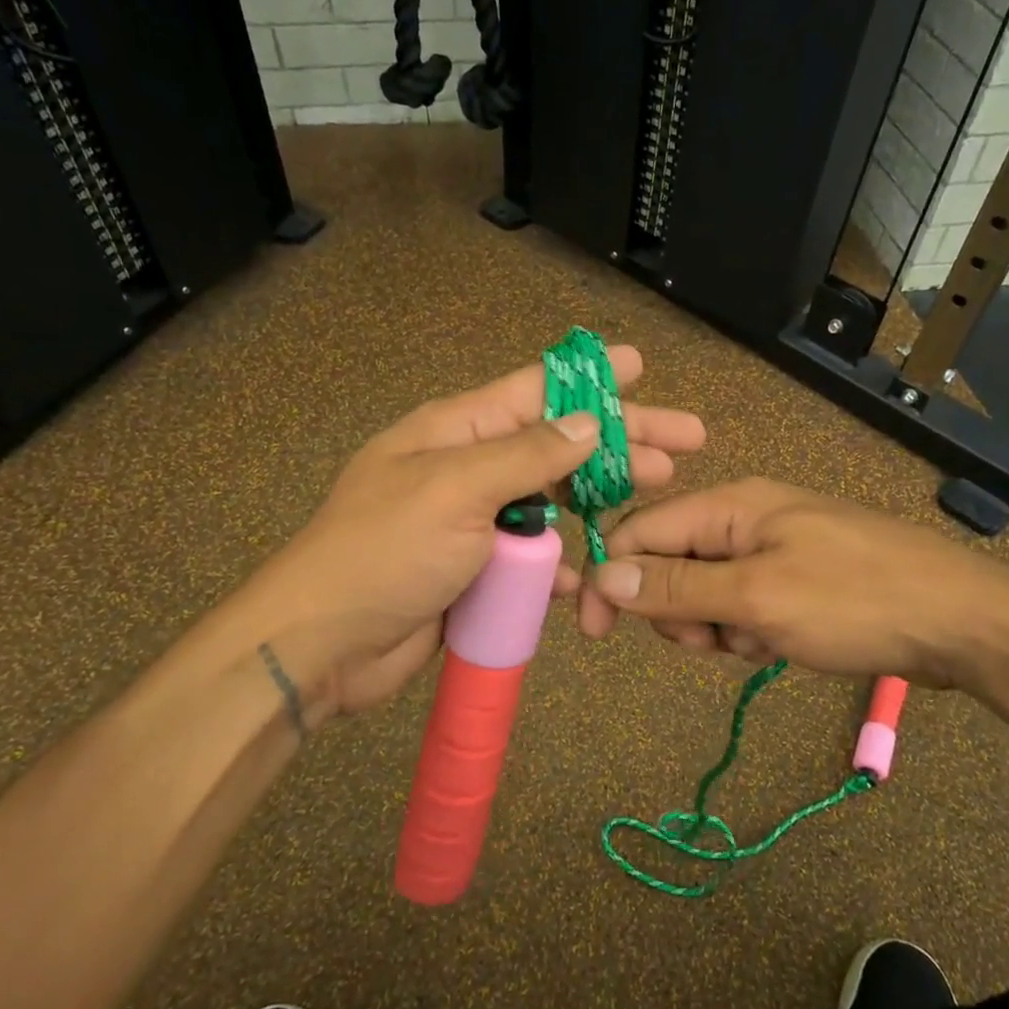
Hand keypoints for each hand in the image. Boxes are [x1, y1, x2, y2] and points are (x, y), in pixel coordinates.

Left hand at [232, 346, 703, 717]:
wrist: (323, 644)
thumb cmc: (385, 551)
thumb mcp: (455, 489)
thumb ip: (527, 456)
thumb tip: (590, 423)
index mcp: (457, 431)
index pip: (537, 390)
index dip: (591, 377)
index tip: (640, 364)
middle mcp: (470, 468)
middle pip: (559, 445)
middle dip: (621, 442)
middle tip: (685, 442)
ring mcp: (475, 523)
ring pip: (553, 503)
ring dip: (600, 502)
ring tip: (656, 498)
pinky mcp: (478, 571)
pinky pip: (533, 560)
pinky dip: (561, 566)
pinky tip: (589, 578)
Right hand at [576, 477, 1008, 691]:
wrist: (964, 622)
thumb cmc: (855, 600)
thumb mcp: (757, 598)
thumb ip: (675, 588)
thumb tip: (601, 576)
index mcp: (729, 506)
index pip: (639, 532)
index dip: (610, 579)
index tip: (597, 634)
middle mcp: (744, 518)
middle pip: (669, 564)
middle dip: (678, 611)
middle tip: (715, 639)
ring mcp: (772, 548)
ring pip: (705, 592)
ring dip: (717, 627)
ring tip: (761, 643)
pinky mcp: (795, 578)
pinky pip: (742, 605)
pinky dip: (749, 632)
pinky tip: (783, 645)